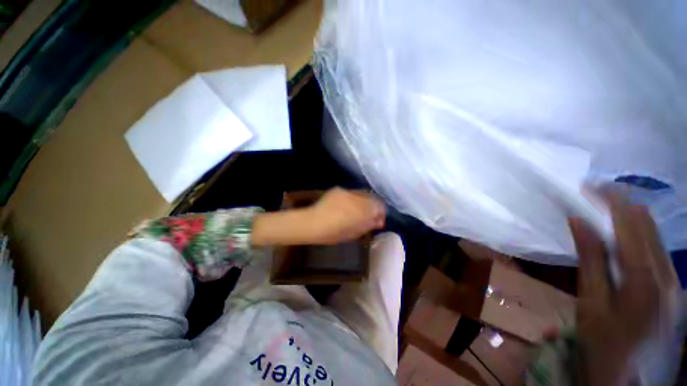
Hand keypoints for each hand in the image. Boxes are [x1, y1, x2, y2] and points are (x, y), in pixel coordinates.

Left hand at [252, 188, 384, 246]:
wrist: (311, 223)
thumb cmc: (332, 233)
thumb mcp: (353, 233)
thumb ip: (368, 225)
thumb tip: (378, 220)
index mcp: (361, 209)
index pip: (379, 205)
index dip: (381, 212)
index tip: (378, 220)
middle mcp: (356, 197)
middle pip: (372, 197)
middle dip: (373, 206)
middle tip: (369, 216)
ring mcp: (347, 191)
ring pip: (361, 194)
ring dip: (363, 202)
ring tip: (357, 212)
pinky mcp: (338, 189)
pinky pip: (351, 193)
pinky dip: (353, 199)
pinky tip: (346, 207)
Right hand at [569, 193, 679, 385]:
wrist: (632, 383)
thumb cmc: (605, 345)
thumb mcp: (591, 305)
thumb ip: (590, 260)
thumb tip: (579, 222)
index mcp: (644, 278)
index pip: (630, 222)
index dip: (610, 200)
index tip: (588, 185)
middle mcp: (667, 273)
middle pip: (647, 223)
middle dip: (621, 203)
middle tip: (593, 194)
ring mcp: (675, 281)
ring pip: (655, 234)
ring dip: (629, 217)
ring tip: (604, 210)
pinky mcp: (675, 288)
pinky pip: (657, 249)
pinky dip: (639, 234)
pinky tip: (623, 237)